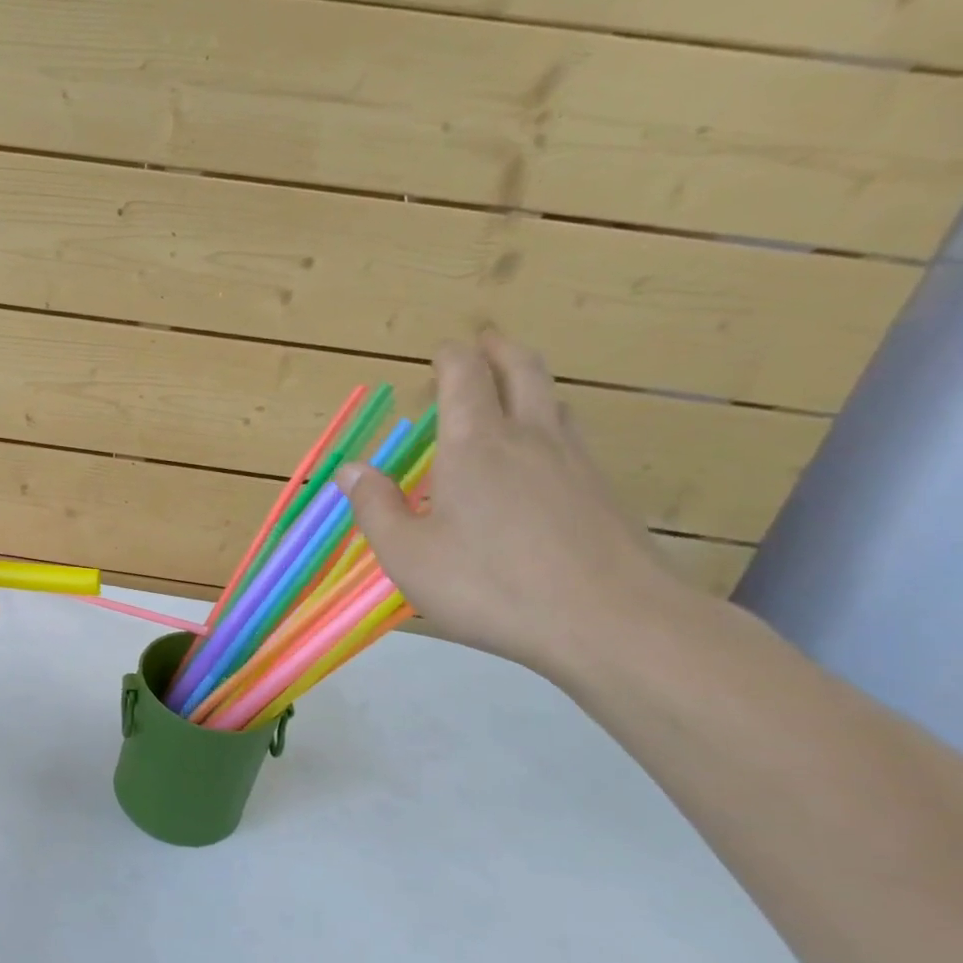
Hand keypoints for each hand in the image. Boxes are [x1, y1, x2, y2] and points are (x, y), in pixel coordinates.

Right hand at [337, 332, 691, 675]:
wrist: (610, 621)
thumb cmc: (490, 584)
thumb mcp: (408, 554)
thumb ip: (376, 507)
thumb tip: (351, 468)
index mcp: (475, 445)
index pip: (464, 378)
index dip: (451, 357)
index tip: (442, 351)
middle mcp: (528, 438)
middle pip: (522, 371)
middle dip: (500, 350)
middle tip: (485, 341)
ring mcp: (574, 462)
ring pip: (554, 401)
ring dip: (530, 382)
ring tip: (513, 388)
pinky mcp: (602, 492)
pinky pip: (571, 437)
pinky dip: (550, 422)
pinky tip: (543, 453)